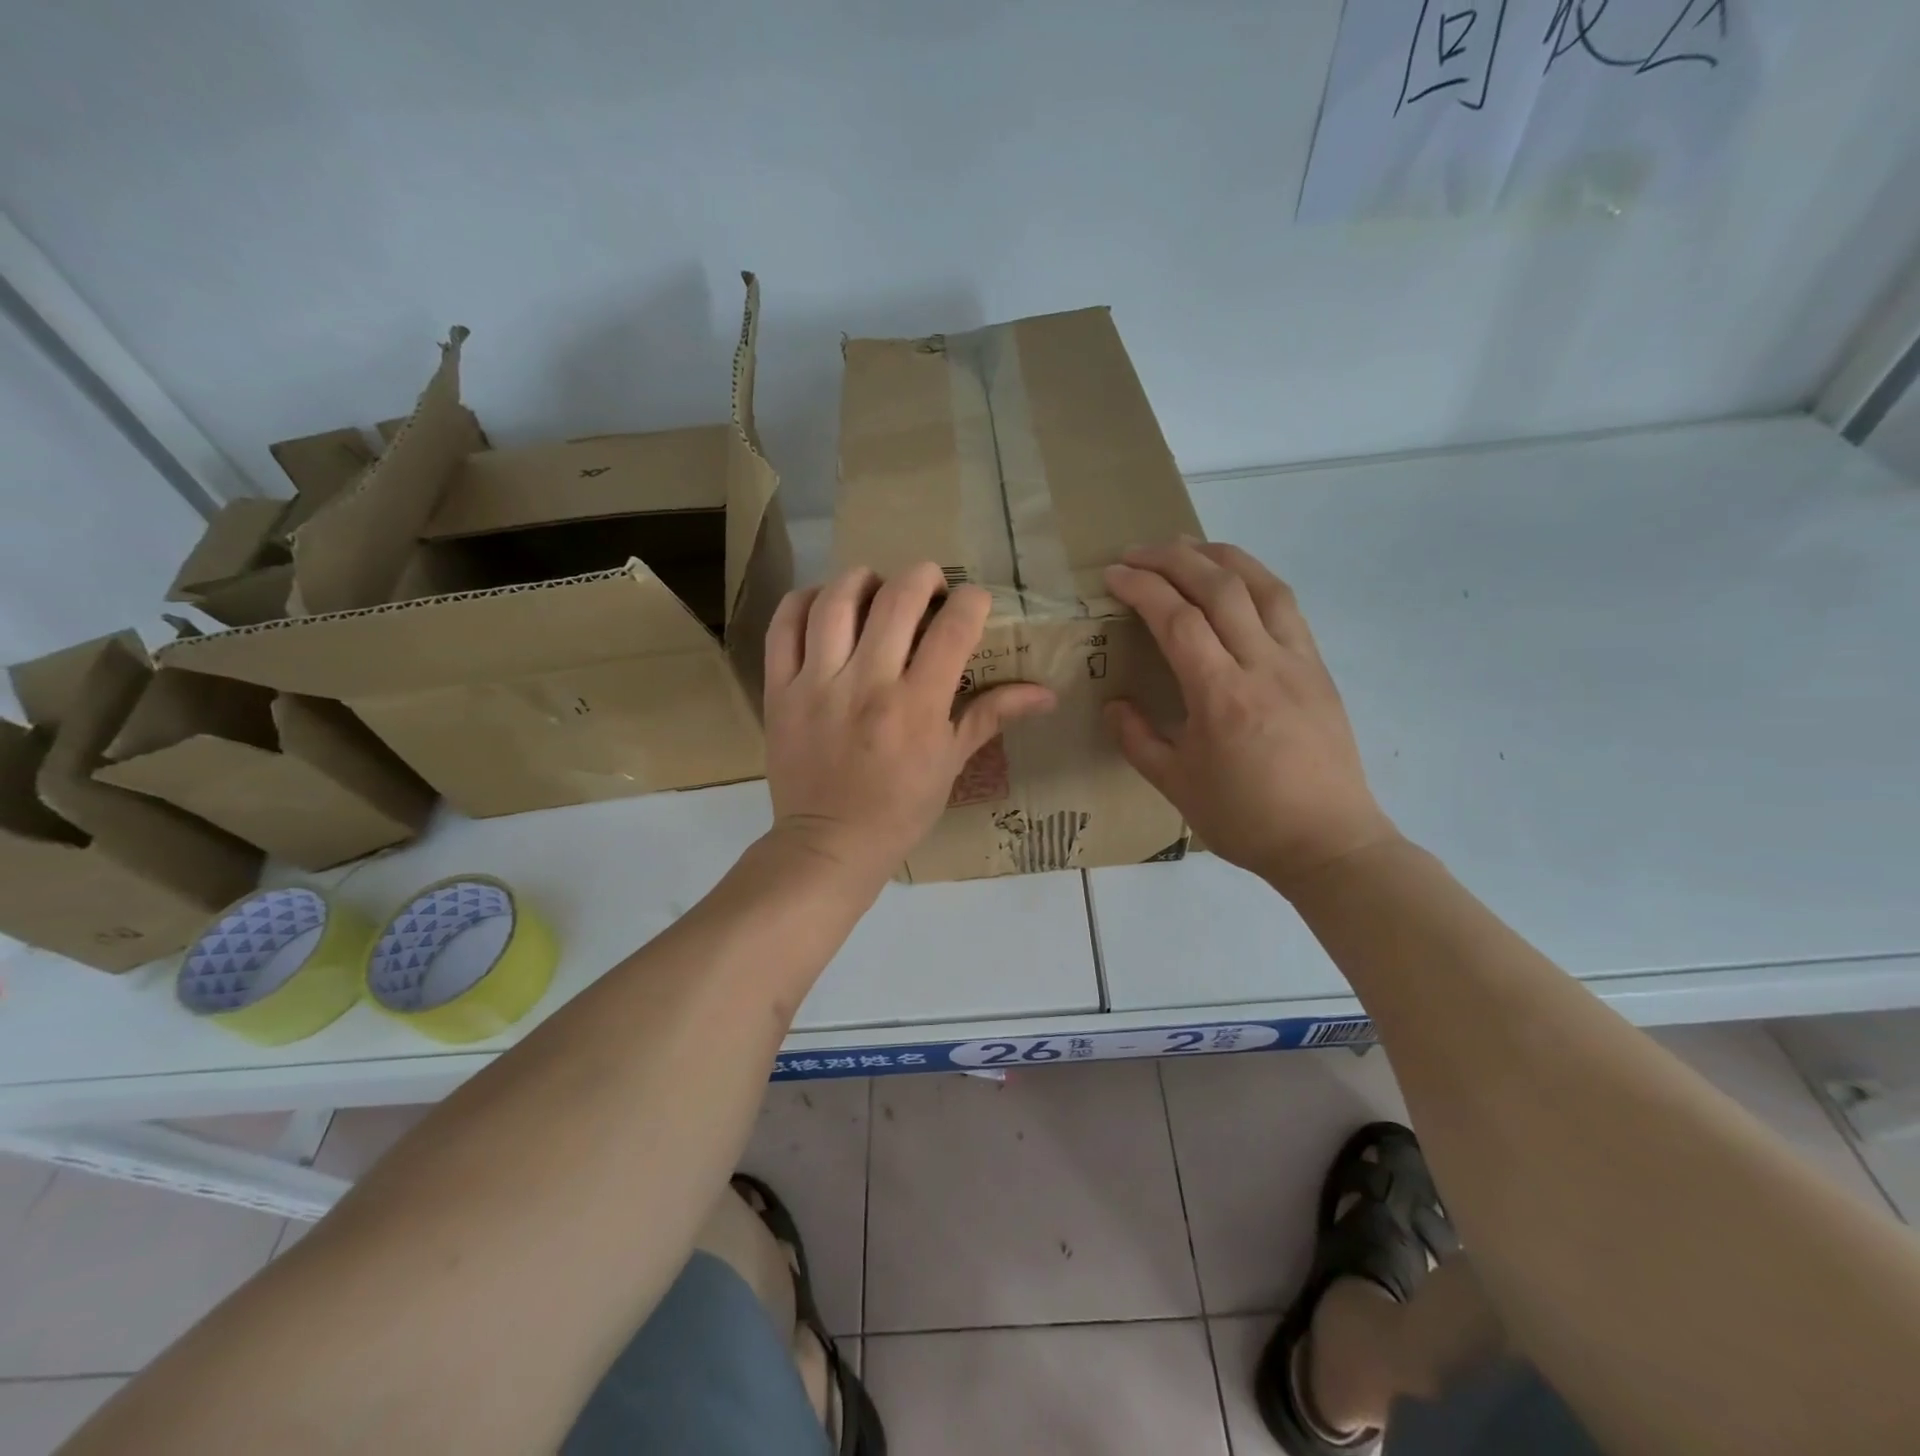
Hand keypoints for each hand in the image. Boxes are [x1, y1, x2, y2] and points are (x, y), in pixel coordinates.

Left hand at [763, 563, 1056, 884]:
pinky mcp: (780, 690)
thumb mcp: (951, 763)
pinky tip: (824, 603)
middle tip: (929, 585)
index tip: (973, 602)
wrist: (830, 845)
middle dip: (923, 576)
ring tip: (875, 586)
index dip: (971, 600)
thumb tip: (1047, 693)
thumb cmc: (900, 809)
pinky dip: (803, 601)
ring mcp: (818, 684)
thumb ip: (993, 715)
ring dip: (862, 579)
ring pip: (836, 601)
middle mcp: (868, 684)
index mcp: (918, 706)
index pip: (953, 628)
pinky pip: (784, 627)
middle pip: (898, 599)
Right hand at [1104, 540, 1398, 894]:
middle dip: (1174, 558)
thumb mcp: (1176, 786)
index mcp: (1221, 696)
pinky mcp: (1319, 669)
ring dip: (1220, 556)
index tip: (1113, 575)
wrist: (1329, 842)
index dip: (1142, 588)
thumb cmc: (1246, 820)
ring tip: (1187, 546)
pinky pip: (1286, 607)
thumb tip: (1115, 704)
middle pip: (1219, 587)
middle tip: (1138, 552)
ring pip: (1262, 585)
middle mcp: (1263, 666)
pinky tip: (1236, 582)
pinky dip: (1255, 580)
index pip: (1178, 619)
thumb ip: (1137, 739)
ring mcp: (1298, 662)